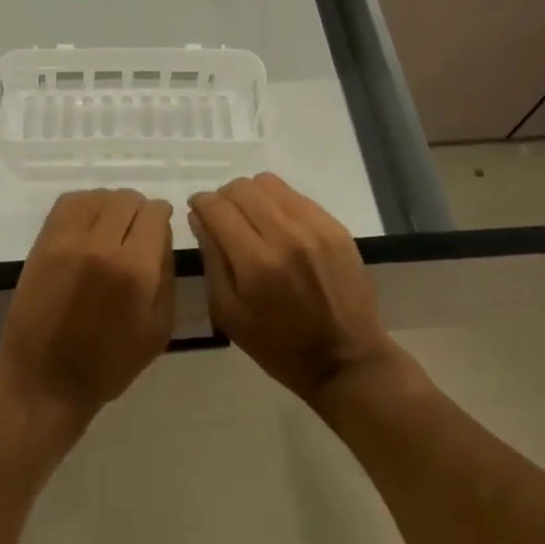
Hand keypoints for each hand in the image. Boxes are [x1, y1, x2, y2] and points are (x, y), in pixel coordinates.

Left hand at [0, 189, 174, 428]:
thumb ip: (166, 274)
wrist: (44, 380)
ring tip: (111, 230)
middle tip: (136, 234)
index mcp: (135, 269)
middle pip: (128, 198)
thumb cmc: (109, 364)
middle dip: (139, 212)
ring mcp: (67, 240)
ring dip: (111, 207)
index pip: (155, 213)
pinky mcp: (43, 241)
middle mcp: (102, 244)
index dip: (162, 217)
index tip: (159, 230)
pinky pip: (69, 202)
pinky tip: (88, 226)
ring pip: (99, 196)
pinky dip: (85, 206)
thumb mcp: (159, 329)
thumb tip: (162, 235)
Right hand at [190, 174, 402, 406]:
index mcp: (255, 263)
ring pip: (268, 183)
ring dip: (251, 196)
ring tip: (251, 219)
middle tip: (223, 218)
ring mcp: (315, 227)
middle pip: (241, 188)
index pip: (217, 208)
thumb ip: (211, 260)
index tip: (198, 210)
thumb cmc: (278, 346)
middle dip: (224, 198)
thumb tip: (198, 218)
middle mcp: (286, 235)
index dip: (201, 203)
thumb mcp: (229, 314)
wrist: (346, 360)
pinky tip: (279, 227)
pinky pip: (296, 196)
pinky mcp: (335, 227)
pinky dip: (278, 204)